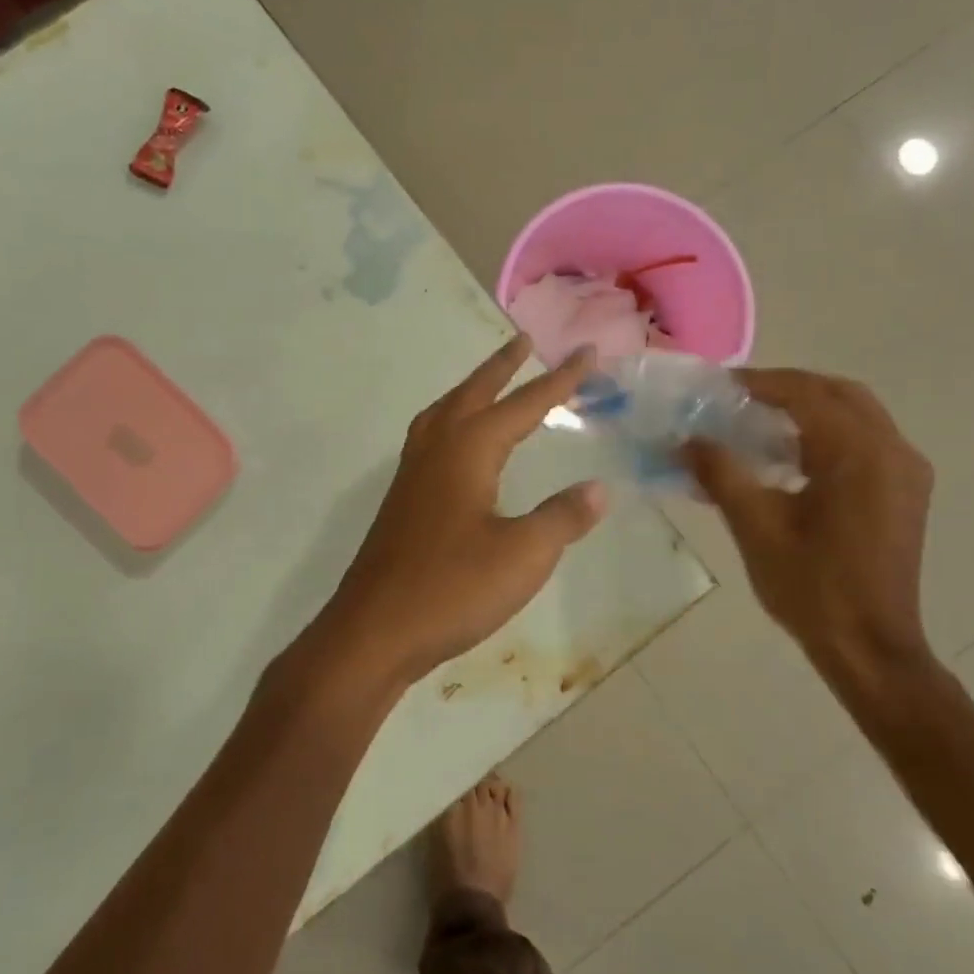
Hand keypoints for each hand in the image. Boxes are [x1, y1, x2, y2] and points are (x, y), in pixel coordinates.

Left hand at [314, 336, 606, 694]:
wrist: (374, 631)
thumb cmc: (452, 590)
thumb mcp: (522, 556)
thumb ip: (562, 518)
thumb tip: (598, 489)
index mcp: (467, 451)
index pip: (523, 404)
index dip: (559, 380)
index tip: (587, 352)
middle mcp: (435, 451)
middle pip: (473, 393)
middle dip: (503, 367)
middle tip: (525, 342)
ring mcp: (412, 475)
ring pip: (444, 413)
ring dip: (471, 390)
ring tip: (491, 382)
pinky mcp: (402, 501)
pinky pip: (430, 438)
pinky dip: (452, 421)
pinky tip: (459, 446)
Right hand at [686, 369, 935, 691]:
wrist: (868, 646)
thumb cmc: (810, 587)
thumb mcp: (755, 526)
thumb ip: (721, 473)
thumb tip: (686, 441)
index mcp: (858, 454)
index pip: (807, 394)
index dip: (760, 383)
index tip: (719, 386)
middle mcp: (892, 451)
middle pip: (839, 394)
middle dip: (788, 388)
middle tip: (740, 397)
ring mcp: (905, 472)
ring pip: (856, 415)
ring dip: (809, 409)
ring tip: (758, 422)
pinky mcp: (905, 493)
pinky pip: (865, 442)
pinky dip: (827, 435)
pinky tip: (790, 458)